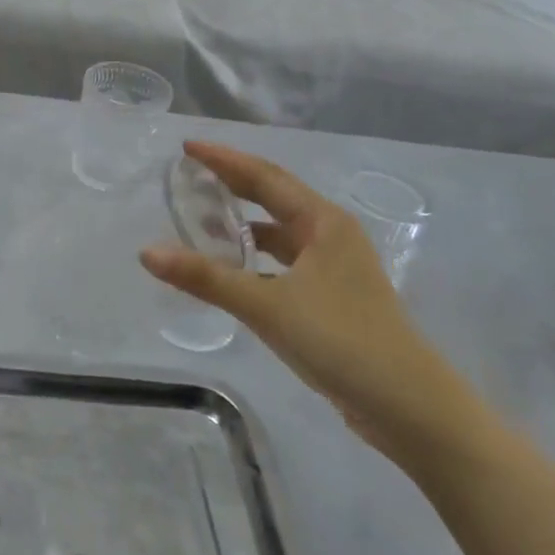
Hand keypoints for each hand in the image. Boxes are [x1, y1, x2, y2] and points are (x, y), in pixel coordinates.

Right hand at [140, 141, 493, 470]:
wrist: (408, 407)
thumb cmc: (341, 340)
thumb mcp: (267, 305)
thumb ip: (206, 278)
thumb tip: (147, 252)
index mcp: (323, 223)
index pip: (265, 177)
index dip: (224, 160)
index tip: (187, 147)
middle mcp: (331, 236)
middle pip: (273, 198)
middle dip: (232, 184)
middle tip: (189, 175)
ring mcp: (335, 269)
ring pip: (279, 234)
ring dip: (243, 224)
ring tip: (202, 221)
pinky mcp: (331, 299)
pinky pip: (283, 263)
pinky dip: (255, 259)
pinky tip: (232, 271)